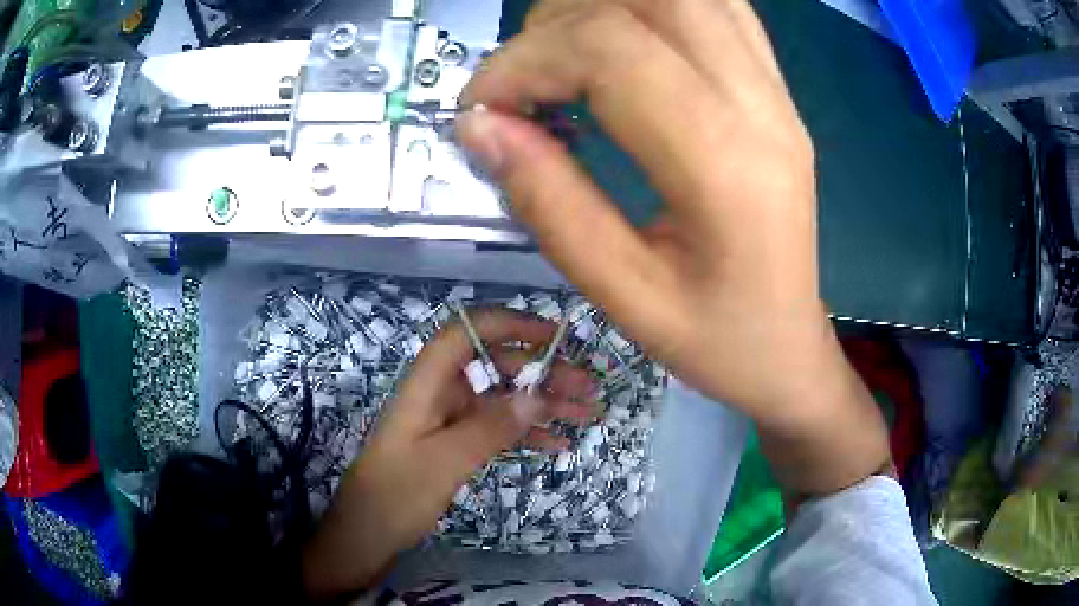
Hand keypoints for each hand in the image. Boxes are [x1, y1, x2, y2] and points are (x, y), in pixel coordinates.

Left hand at [302, 309, 595, 599]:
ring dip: (543, 405)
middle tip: (587, 387)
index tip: (554, 336)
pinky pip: (497, 430)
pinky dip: (527, 434)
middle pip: (495, 366)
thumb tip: (538, 395)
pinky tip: (558, 446)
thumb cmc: (396, 494)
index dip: (510, 325)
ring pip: (502, 400)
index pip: (467, 333)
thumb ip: (491, 426)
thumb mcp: (445, 461)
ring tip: (587, 414)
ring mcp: (449, 421)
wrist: (366, 535)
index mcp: (427, 384)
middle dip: (542, 373)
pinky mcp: (455, 445)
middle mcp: (440, 394)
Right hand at [458, 0, 888, 496]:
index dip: (524, 61)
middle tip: (522, 83)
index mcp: (725, 163)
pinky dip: (650, 6)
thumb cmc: (718, 341)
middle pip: (645, 0)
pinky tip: (620, 44)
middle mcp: (760, 104)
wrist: (790, 347)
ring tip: (562, 60)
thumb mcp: (624, 296)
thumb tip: (478, 127)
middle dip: (556, 24)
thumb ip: (548, 203)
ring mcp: (775, 89)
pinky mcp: (776, 88)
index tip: (481, 109)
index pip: (609, 50)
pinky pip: (715, 8)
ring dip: (600, 7)